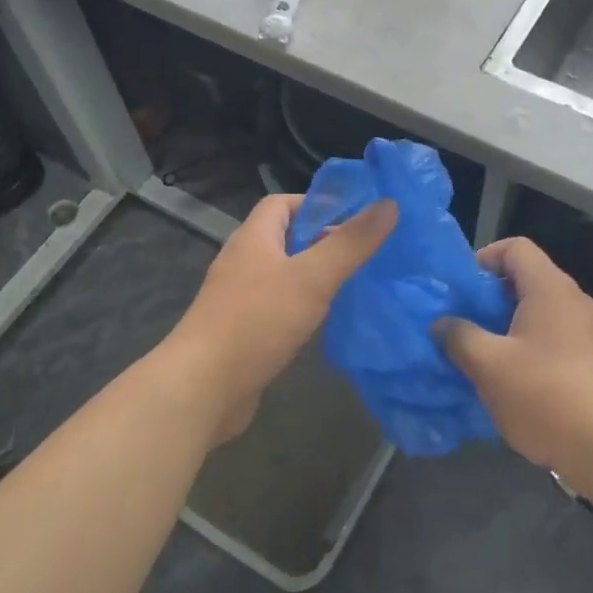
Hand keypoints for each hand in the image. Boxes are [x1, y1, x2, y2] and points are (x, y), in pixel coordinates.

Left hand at [167, 193, 396, 442]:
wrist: (203, 388)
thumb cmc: (257, 322)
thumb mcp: (312, 277)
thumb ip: (351, 243)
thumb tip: (389, 203)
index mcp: (254, 238)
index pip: (283, 203)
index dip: (317, 204)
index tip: (355, 218)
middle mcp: (243, 262)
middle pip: (286, 239)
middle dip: (323, 242)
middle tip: (364, 253)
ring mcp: (240, 299)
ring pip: (284, 276)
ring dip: (315, 277)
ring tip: (354, 284)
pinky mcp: (243, 332)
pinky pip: (278, 308)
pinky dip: (303, 309)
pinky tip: (325, 322)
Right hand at [439, 238, 592, 492]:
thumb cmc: (546, 395)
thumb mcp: (489, 365)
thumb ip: (459, 337)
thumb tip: (442, 324)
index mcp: (549, 288)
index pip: (515, 247)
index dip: (484, 258)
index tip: (460, 289)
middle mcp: (570, 301)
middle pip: (524, 278)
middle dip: (487, 297)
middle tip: (460, 323)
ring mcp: (584, 331)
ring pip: (535, 311)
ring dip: (502, 326)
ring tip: (476, 353)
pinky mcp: (588, 360)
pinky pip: (548, 337)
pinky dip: (523, 347)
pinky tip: (505, 379)